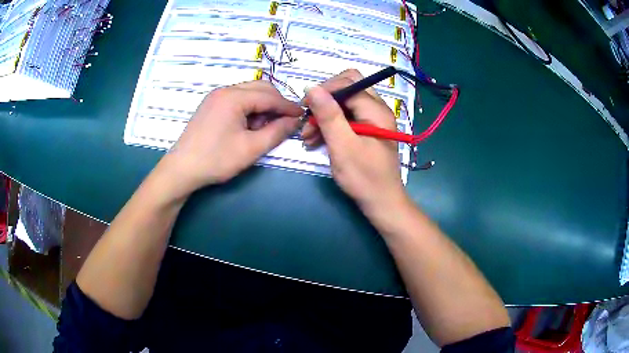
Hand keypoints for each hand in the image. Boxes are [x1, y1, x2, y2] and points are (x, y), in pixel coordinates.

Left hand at [159, 80, 302, 195]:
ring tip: (263, 129)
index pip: (270, 96)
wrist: (181, 170)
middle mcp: (224, 90)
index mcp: (234, 97)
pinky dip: (249, 109)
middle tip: (284, 123)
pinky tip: (248, 127)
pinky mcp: (211, 105)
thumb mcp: (251, 148)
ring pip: (249, 93)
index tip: (302, 117)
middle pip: (260, 88)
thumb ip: (277, 132)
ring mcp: (216, 97)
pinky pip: (237, 100)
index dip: (288, 106)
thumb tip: (295, 121)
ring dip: (262, 107)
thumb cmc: (216, 159)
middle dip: (276, 104)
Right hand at [302, 69, 409, 215]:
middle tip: (307, 122)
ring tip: (307, 137)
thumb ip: (329, 115)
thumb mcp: (343, 146)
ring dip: (324, 116)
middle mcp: (376, 109)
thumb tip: (312, 88)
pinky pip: (346, 118)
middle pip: (346, 89)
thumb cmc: (364, 177)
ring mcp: (372, 120)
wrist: (382, 203)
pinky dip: (330, 126)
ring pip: (344, 104)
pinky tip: (316, 141)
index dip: (324, 90)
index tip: (305, 108)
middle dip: (324, 102)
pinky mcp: (366, 131)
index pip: (347, 83)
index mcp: (375, 110)